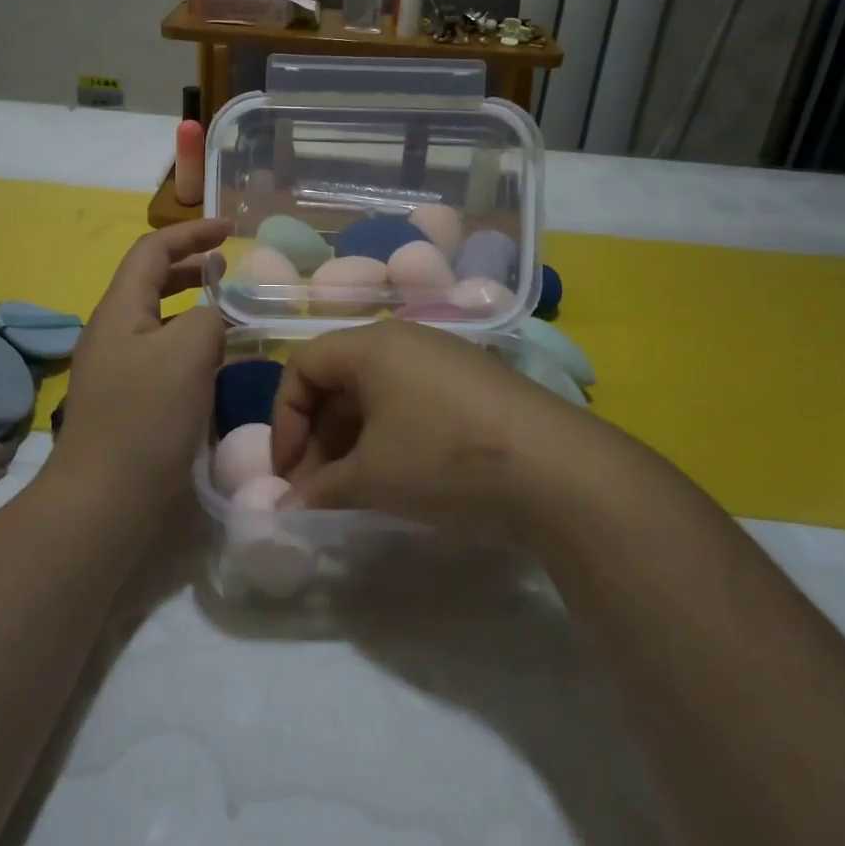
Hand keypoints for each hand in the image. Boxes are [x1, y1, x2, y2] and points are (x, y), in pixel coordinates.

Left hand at [49, 219, 231, 516]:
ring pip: (159, 321)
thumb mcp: (189, 352)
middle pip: (152, 282)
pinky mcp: (127, 401)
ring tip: (230, 315)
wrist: (104, 501)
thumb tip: (212, 318)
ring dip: (193, 309)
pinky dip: (191, 346)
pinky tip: (216, 365)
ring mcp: (117, 369)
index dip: (192, 233)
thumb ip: (209, 317)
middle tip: (230, 269)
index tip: (231, 230)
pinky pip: (162, 356)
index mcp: (120, 309)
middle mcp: (113, 332)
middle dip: (192, 268)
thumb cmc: (146, 418)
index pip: (152, 250)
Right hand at [268, 320, 606, 536]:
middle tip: (318, 490)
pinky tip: (400, 477)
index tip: (288, 472)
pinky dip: (390, 435)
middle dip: (318, 436)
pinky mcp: (473, 383)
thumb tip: (289, 506)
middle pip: (339, 378)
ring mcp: (444, 358)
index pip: (303, 366)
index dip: (285, 419)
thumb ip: (322, 489)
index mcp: (372, 345)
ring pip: (375, 392)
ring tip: (355, 491)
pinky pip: (411, 400)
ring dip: (353, 440)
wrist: (559, 470)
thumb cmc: (445, 460)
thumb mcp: (373, 478)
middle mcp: (405, 339)